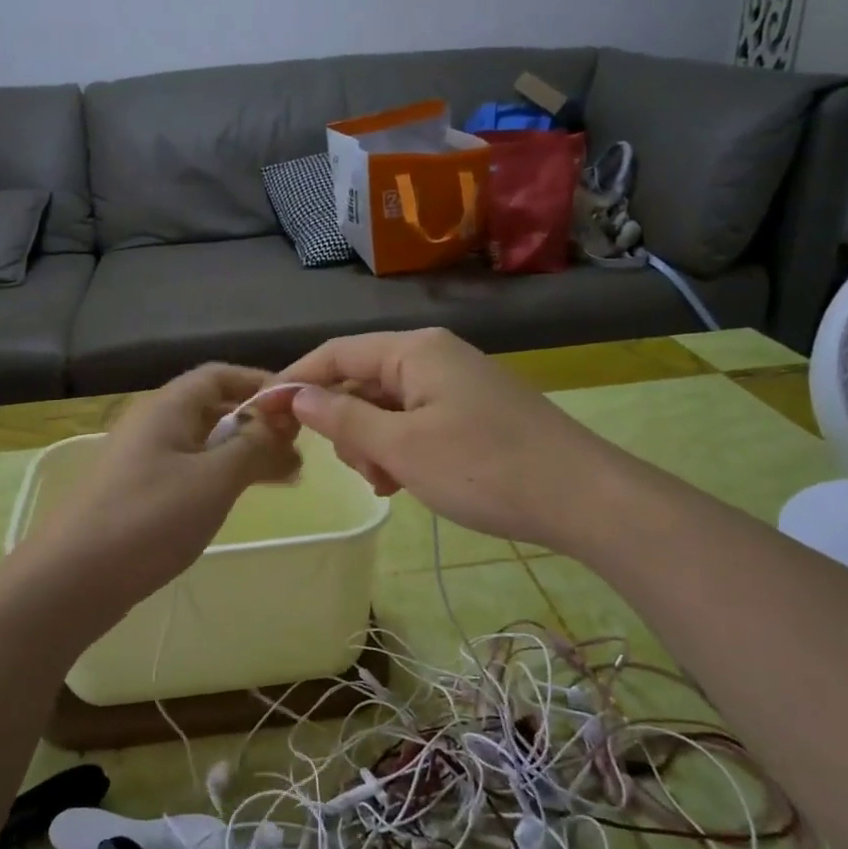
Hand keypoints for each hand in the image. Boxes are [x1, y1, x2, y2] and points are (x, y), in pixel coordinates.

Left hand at [23, 364, 299, 630]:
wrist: (72, 579)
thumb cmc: (149, 518)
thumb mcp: (214, 479)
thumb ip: (254, 446)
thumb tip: (283, 426)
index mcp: (168, 407)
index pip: (221, 375)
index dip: (261, 384)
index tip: (299, 407)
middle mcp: (154, 424)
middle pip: (214, 408)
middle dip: (259, 424)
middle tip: (299, 449)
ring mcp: (144, 460)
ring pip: (205, 443)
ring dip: (245, 453)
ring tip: (285, 476)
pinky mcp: (140, 493)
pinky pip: (191, 471)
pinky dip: (222, 476)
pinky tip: (241, 497)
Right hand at [270, 328, 590, 548]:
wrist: (582, 498)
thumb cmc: (483, 468)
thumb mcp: (401, 448)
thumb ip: (343, 419)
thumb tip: (295, 395)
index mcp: (414, 350)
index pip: (336, 353)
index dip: (296, 381)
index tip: (264, 415)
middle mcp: (433, 356)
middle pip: (362, 380)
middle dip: (346, 425)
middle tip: (357, 469)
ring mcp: (456, 384)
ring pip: (388, 407)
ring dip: (374, 444)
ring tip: (388, 483)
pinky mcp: (472, 411)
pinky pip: (416, 421)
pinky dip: (401, 449)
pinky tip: (407, 482)